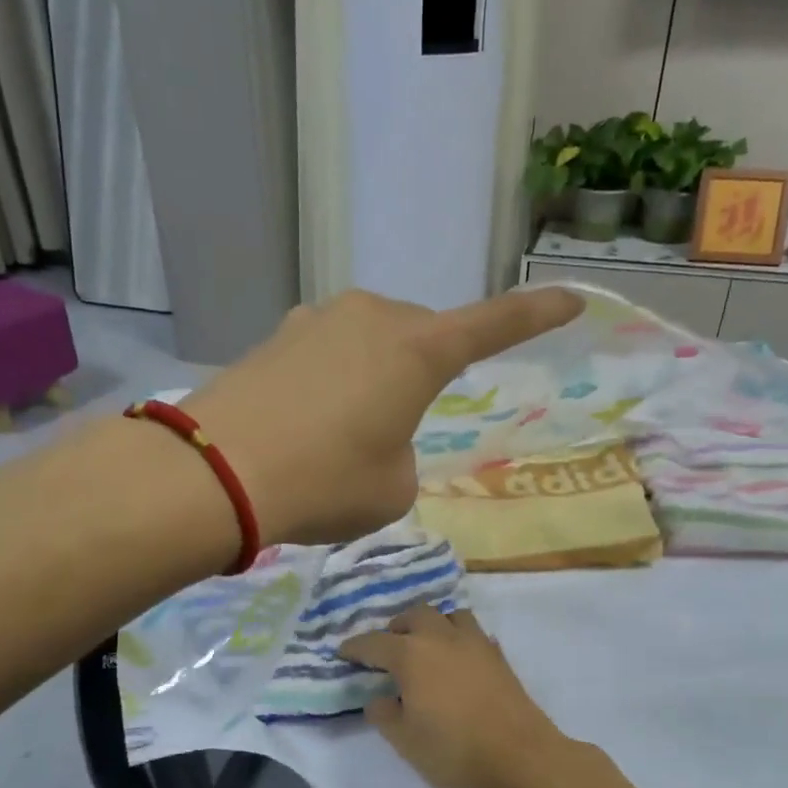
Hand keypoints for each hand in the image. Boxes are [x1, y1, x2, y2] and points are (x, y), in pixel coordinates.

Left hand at [183, 287, 580, 546]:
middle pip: (418, 338)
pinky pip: (324, 355)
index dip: (534, 315)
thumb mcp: (392, 488)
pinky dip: (328, 385)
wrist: (216, 473)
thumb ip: (401, 454)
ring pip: (368, 344)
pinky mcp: (275, 337)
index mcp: (417, 350)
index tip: (571, 299)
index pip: (492, 326)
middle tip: (397, 428)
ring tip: (342, 434)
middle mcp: (371, 318)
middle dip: (420, 373)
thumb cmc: (324, 482)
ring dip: (370, 379)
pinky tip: (303, 424)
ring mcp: (316, 320)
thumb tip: (374, 433)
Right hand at [339, 605, 569, 787]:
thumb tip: (379, 698)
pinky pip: (473, 633)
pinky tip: (457, 659)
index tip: (344, 652)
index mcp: (411, 654)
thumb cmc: (453, 749)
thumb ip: (384, 714)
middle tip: (388, 647)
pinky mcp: (498, 656)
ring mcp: (475, 643)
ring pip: (449, 616)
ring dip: (433, 624)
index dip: (356, 647)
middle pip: (415, 615)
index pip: (374, 643)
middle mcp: (441, 638)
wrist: (519, 756)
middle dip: (397, 627)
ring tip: (426, 645)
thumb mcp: (404, 739)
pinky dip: (458, 638)